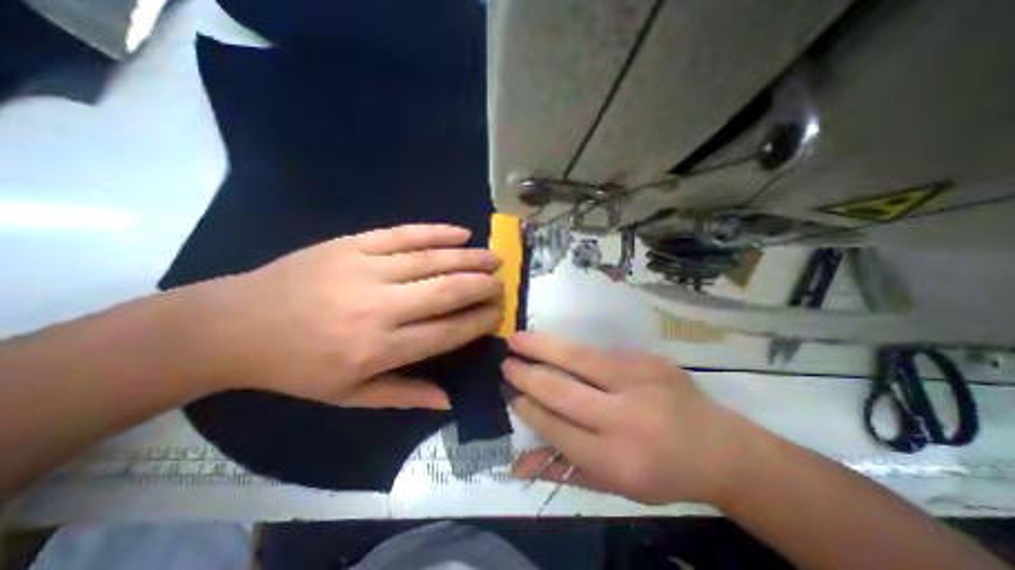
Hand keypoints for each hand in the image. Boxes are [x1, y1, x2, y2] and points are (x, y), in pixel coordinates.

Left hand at [189, 225, 498, 408]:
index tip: (498, 314)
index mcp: (378, 349)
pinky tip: (461, 233)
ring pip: (431, 260)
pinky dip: (437, 232)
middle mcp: (379, 307)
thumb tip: (449, 400)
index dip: (479, 321)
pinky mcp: (352, 244)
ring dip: (469, 258)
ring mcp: (365, 269)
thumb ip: (404, 395)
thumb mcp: (349, 396)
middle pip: (446, 292)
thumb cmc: (298, 368)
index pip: (447, 331)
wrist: (236, 325)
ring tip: (493, 257)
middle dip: (482, 287)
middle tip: (502, 284)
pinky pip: (403, 234)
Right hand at [504, 331, 757, 505]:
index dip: (528, 408)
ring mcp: (638, 381)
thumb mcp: (613, 484)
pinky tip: (552, 344)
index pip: (556, 428)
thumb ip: (563, 470)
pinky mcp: (647, 359)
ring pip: (577, 359)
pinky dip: (570, 349)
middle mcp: (625, 418)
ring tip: (516, 339)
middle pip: (562, 391)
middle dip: (527, 375)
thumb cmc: (661, 472)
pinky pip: (598, 352)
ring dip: (541, 347)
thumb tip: (517, 465)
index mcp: (616, 460)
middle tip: (505, 363)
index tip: (510, 393)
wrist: (719, 446)